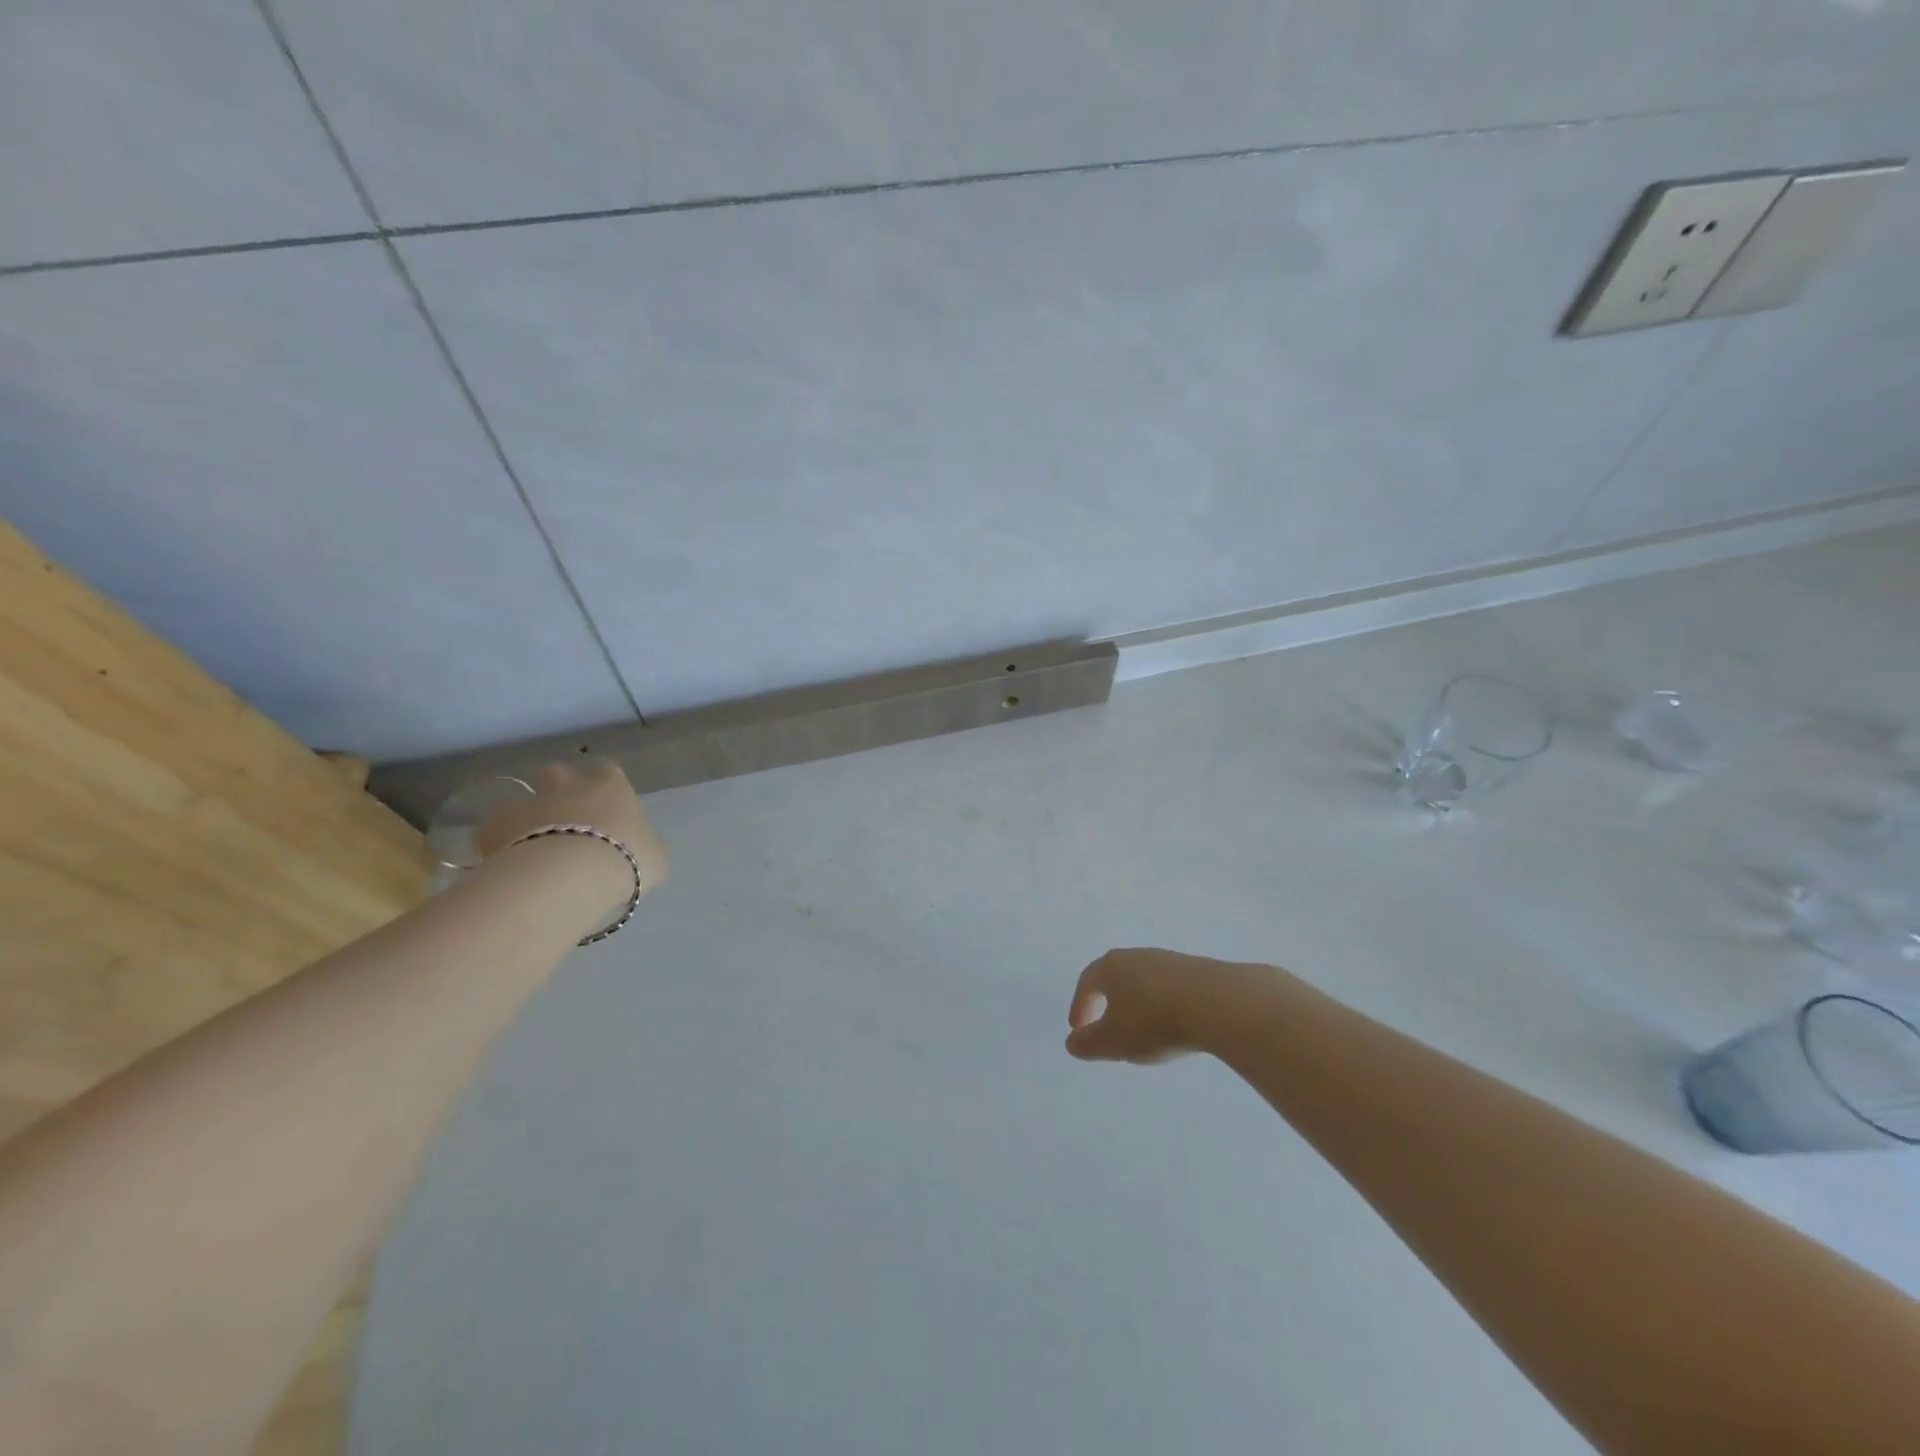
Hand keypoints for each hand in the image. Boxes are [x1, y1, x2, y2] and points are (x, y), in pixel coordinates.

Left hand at [477, 762, 668, 896]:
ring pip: (522, 800)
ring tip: (533, 846)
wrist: (568, 876)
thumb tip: (643, 846)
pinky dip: (499, 842)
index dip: (606, 791)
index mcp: (611, 786)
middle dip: (559, 790)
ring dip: (526, 817)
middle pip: (558, 774)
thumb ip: (646, 845)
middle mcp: (568, 785)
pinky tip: (508, 864)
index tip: (608, 812)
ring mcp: (529, 802)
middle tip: (566, 821)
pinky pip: (494, 830)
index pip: (609, 774)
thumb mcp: (655, 856)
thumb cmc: (625, 859)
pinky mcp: (495, 826)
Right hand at [1065, 948, 1255, 1063]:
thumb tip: (1071, 1042)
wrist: (1218, 1004)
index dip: (1080, 1005)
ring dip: (1138, 1003)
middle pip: (1115, 976)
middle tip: (1107, 1025)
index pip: (1087, 982)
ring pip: (1145, 981)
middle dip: (1108, 1000)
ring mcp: (1169, 960)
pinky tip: (1174, 1024)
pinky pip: (1170, 988)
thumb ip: (1089, 1043)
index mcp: (1111, 967)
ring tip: (1143, 1030)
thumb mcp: (1114, 1041)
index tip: (1078, 1028)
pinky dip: (1164, 1004)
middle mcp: (1137, 956)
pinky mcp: (1198, 970)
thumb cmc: (1154, 1021)